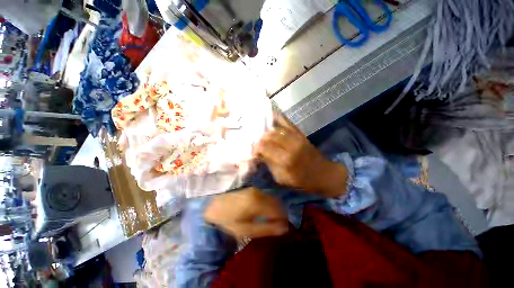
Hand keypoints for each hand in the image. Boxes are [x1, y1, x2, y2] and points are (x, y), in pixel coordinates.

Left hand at [204, 188, 288, 238]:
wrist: (213, 204)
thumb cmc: (228, 219)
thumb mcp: (245, 230)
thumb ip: (266, 229)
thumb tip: (283, 229)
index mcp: (258, 203)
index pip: (279, 210)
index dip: (284, 220)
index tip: (284, 228)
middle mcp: (259, 193)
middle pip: (277, 203)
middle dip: (281, 214)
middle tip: (280, 224)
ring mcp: (256, 189)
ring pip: (273, 198)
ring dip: (276, 208)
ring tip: (273, 219)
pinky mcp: (253, 189)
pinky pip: (267, 196)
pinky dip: (270, 204)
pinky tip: (266, 211)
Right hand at [253, 114, 347, 197]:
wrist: (324, 174)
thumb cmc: (302, 180)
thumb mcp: (282, 178)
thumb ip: (270, 165)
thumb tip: (260, 155)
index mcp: (286, 159)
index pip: (264, 148)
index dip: (256, 148)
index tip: (254, 152)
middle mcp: (290, 145)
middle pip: (269, 136)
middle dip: (260, 140)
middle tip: (257, 145)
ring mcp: (296, 137)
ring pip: (276, 129)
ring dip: (267, 132)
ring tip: (263, 137)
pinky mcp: (300, 134)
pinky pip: (287, 122)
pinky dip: (279, 117)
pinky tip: (271, 114)